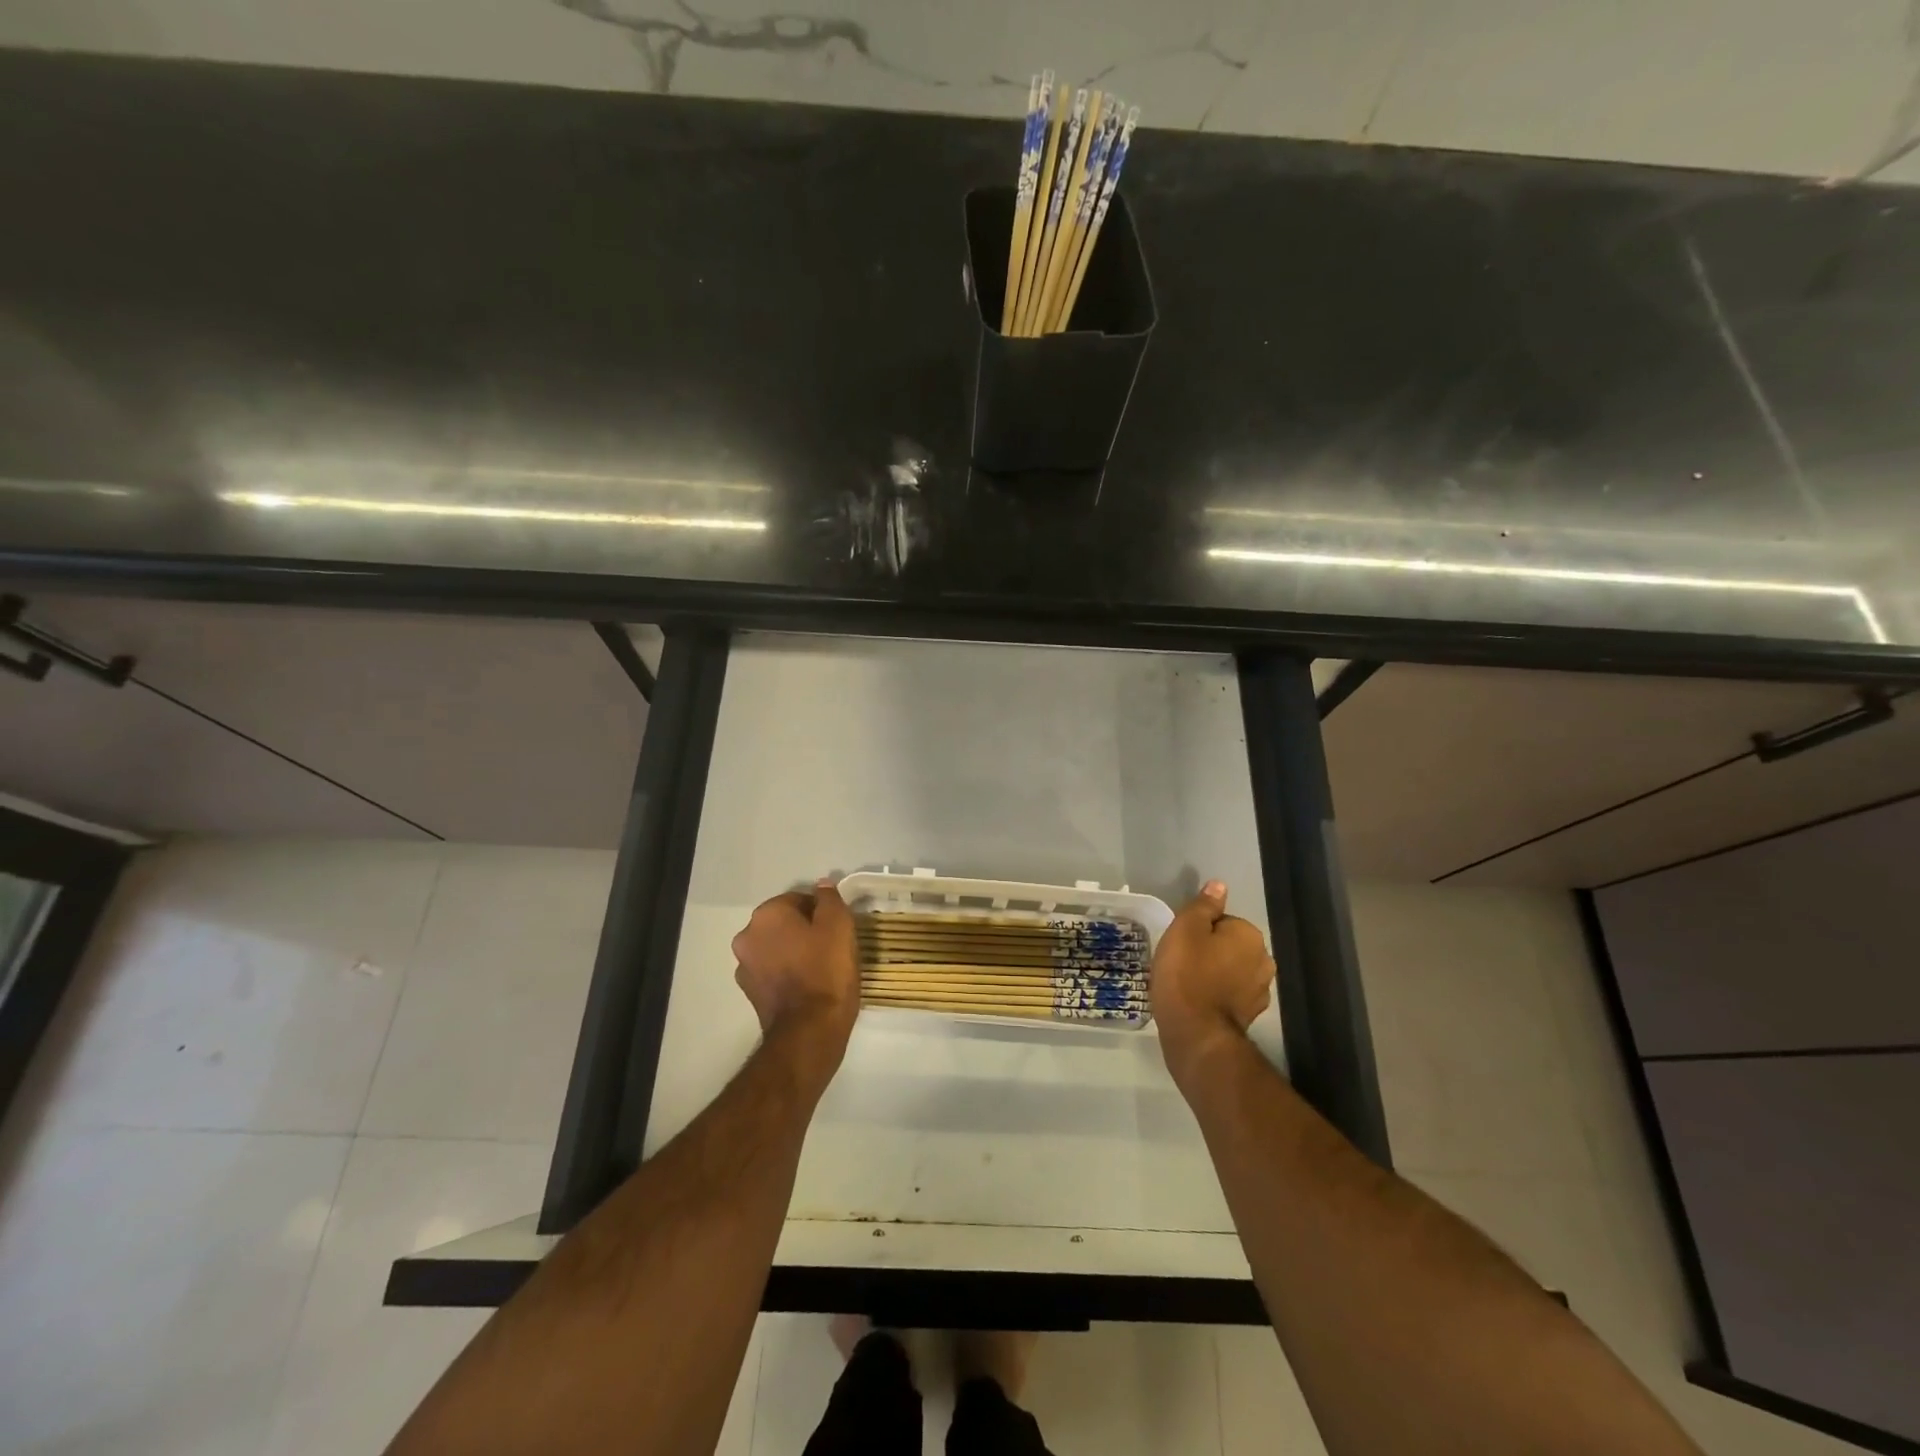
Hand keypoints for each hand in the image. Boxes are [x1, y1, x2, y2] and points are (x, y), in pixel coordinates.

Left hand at [732, 880, 859, 1057]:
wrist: (810, 1030)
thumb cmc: (826, 970)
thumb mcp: (839, 925)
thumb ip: (829, 899)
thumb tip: (821, 885)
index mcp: (767, 915)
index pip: (798, 899)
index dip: (821, 911)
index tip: (838, 927)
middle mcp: (747, 936)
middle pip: (784, 923)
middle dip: (805, 929)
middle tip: (832, 945)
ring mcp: (744, 967)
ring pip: (777, 947)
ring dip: (794, 951)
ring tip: (822, 967)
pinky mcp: (750, 993)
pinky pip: (773, 971)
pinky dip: (787, 972)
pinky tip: (809, 984)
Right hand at [1150, 881, 1274, 1087]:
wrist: (1194, 1033)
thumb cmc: (1186, 973)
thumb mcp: (1185, 929)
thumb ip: (1203, 905)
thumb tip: (1219, 885)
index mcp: (1249, 935)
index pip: (1222, 921)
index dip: (1198, 931)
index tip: (1182, 945)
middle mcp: (1263, 961)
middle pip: (1230, 946)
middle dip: (1210, 952)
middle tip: (1182, 963)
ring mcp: (1260, 992)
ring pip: (1232, 971)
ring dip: (1215, 974)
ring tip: (1187, 984)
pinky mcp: (1251, 1016)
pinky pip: (1231, 995)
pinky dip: (1218, 996)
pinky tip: (1198, 1003)